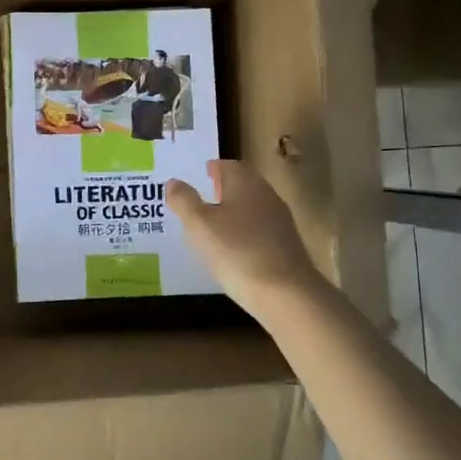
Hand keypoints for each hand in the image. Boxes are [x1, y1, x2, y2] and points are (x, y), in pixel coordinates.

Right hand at [166, 159, 325, 313]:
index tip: (202, 173)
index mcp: (245, 183)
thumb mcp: (199, 225)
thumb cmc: (236, 251)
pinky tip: (233, 249)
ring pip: (253, 208)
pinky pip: (260, 231)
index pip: (229, 165)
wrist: (285, 294)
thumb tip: (173, 182)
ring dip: (235, 211)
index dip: (214, 168)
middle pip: (244, 185)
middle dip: (224, 188)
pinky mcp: (287, 247)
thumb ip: (183, 200)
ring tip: (213, 224)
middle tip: (204, 195)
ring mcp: (280, 222)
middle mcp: (266, 196)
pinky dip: (245, 233)